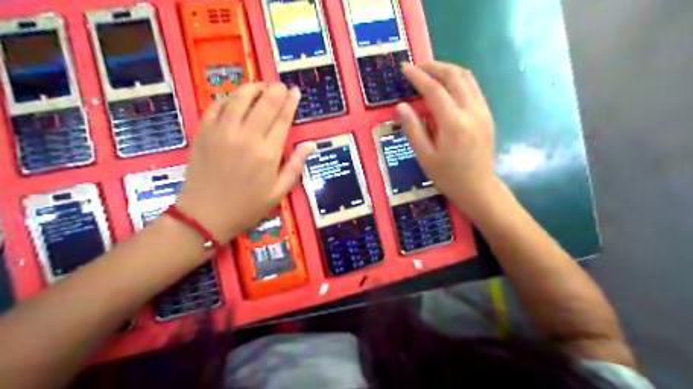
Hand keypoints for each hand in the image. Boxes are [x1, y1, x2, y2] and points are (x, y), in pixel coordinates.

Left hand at [177, 83, 314, 242]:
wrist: (205, 216)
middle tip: (280, 85)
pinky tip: (234, 98)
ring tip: (259, 85)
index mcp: (268, 153)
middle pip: (264, 104)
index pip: (282, 119)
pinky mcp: (204, 133)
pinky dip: (227, 98)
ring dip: (251, 88)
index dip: (290, 102)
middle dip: (274, 91)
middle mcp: (246, 137)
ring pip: (239, 99)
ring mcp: (222, 132)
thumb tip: (310, 145)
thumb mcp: (278, 193)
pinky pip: (216, 107)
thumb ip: (295, 166)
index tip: (295, 91)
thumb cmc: (247, 207)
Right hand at [395, 61, 497, 211]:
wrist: (479, 188)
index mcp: (453, 123)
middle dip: (434, 66)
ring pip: (467, 78)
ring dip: (448, 69)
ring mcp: (482, 111)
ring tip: (430, 72)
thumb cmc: (448, 176)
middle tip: (417, 67)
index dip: (417, 76)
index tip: (404, 67)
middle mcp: (471, 111)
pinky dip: (458, 80)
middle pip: (454, 76)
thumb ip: (413, 129)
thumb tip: (400, 105)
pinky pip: (473, 87)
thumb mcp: (425, 157)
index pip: (434, 90)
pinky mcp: (487, 114)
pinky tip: (447, 86)